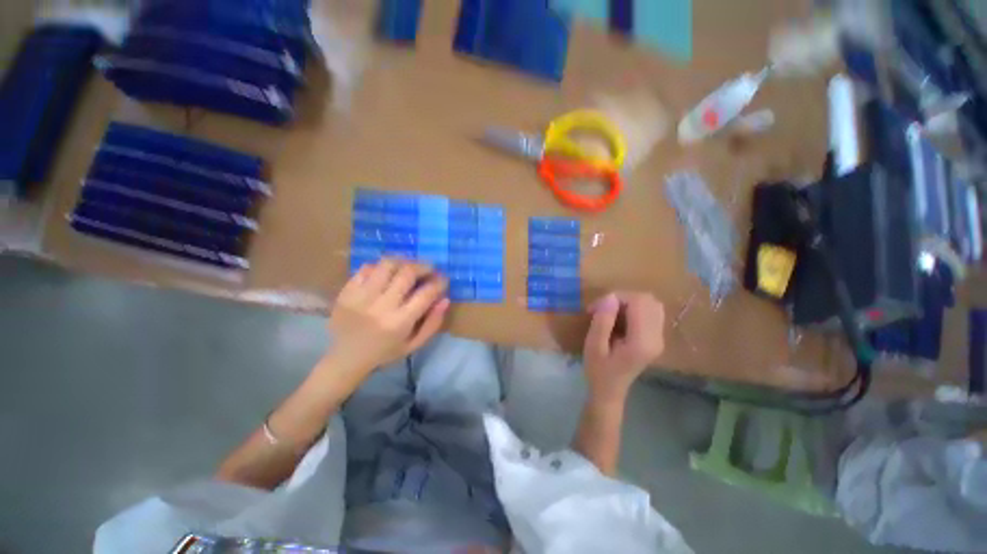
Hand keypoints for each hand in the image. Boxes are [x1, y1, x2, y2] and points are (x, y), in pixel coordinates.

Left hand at [327, 258, 449, 374]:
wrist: (345, 358)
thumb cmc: (384, 352)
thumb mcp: (414, 344)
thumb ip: (432, 323)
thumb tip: (445, 299)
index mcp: (399, 322)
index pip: (425, 293)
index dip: (439, 282)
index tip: (443, 279)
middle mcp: (381, 306)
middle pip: (407, 273)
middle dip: (423, 266)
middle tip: (429, 268)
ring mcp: (361, 296)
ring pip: (387, 264)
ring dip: (403, 262)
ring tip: (409, 267)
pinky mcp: (347, 291)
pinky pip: (366, 268)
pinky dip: (380, 267)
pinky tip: (387, 273)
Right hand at [583, 292, 664, 402]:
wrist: (609, 391)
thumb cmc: (598, 370)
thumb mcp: (593, 346)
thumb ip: (602, 321)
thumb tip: (610, 297)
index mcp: (642, 342)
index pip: (639, 302)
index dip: (617, 298)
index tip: (596, 308)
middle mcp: (657, 338)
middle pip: (648, 300)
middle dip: (622, 298)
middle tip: (602, 309)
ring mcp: (659, 338)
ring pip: (651, 304)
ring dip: (629, 302)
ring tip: (611, 313)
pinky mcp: (656, 338)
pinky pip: (651, 312)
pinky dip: (634, 309)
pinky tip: (620, 318)